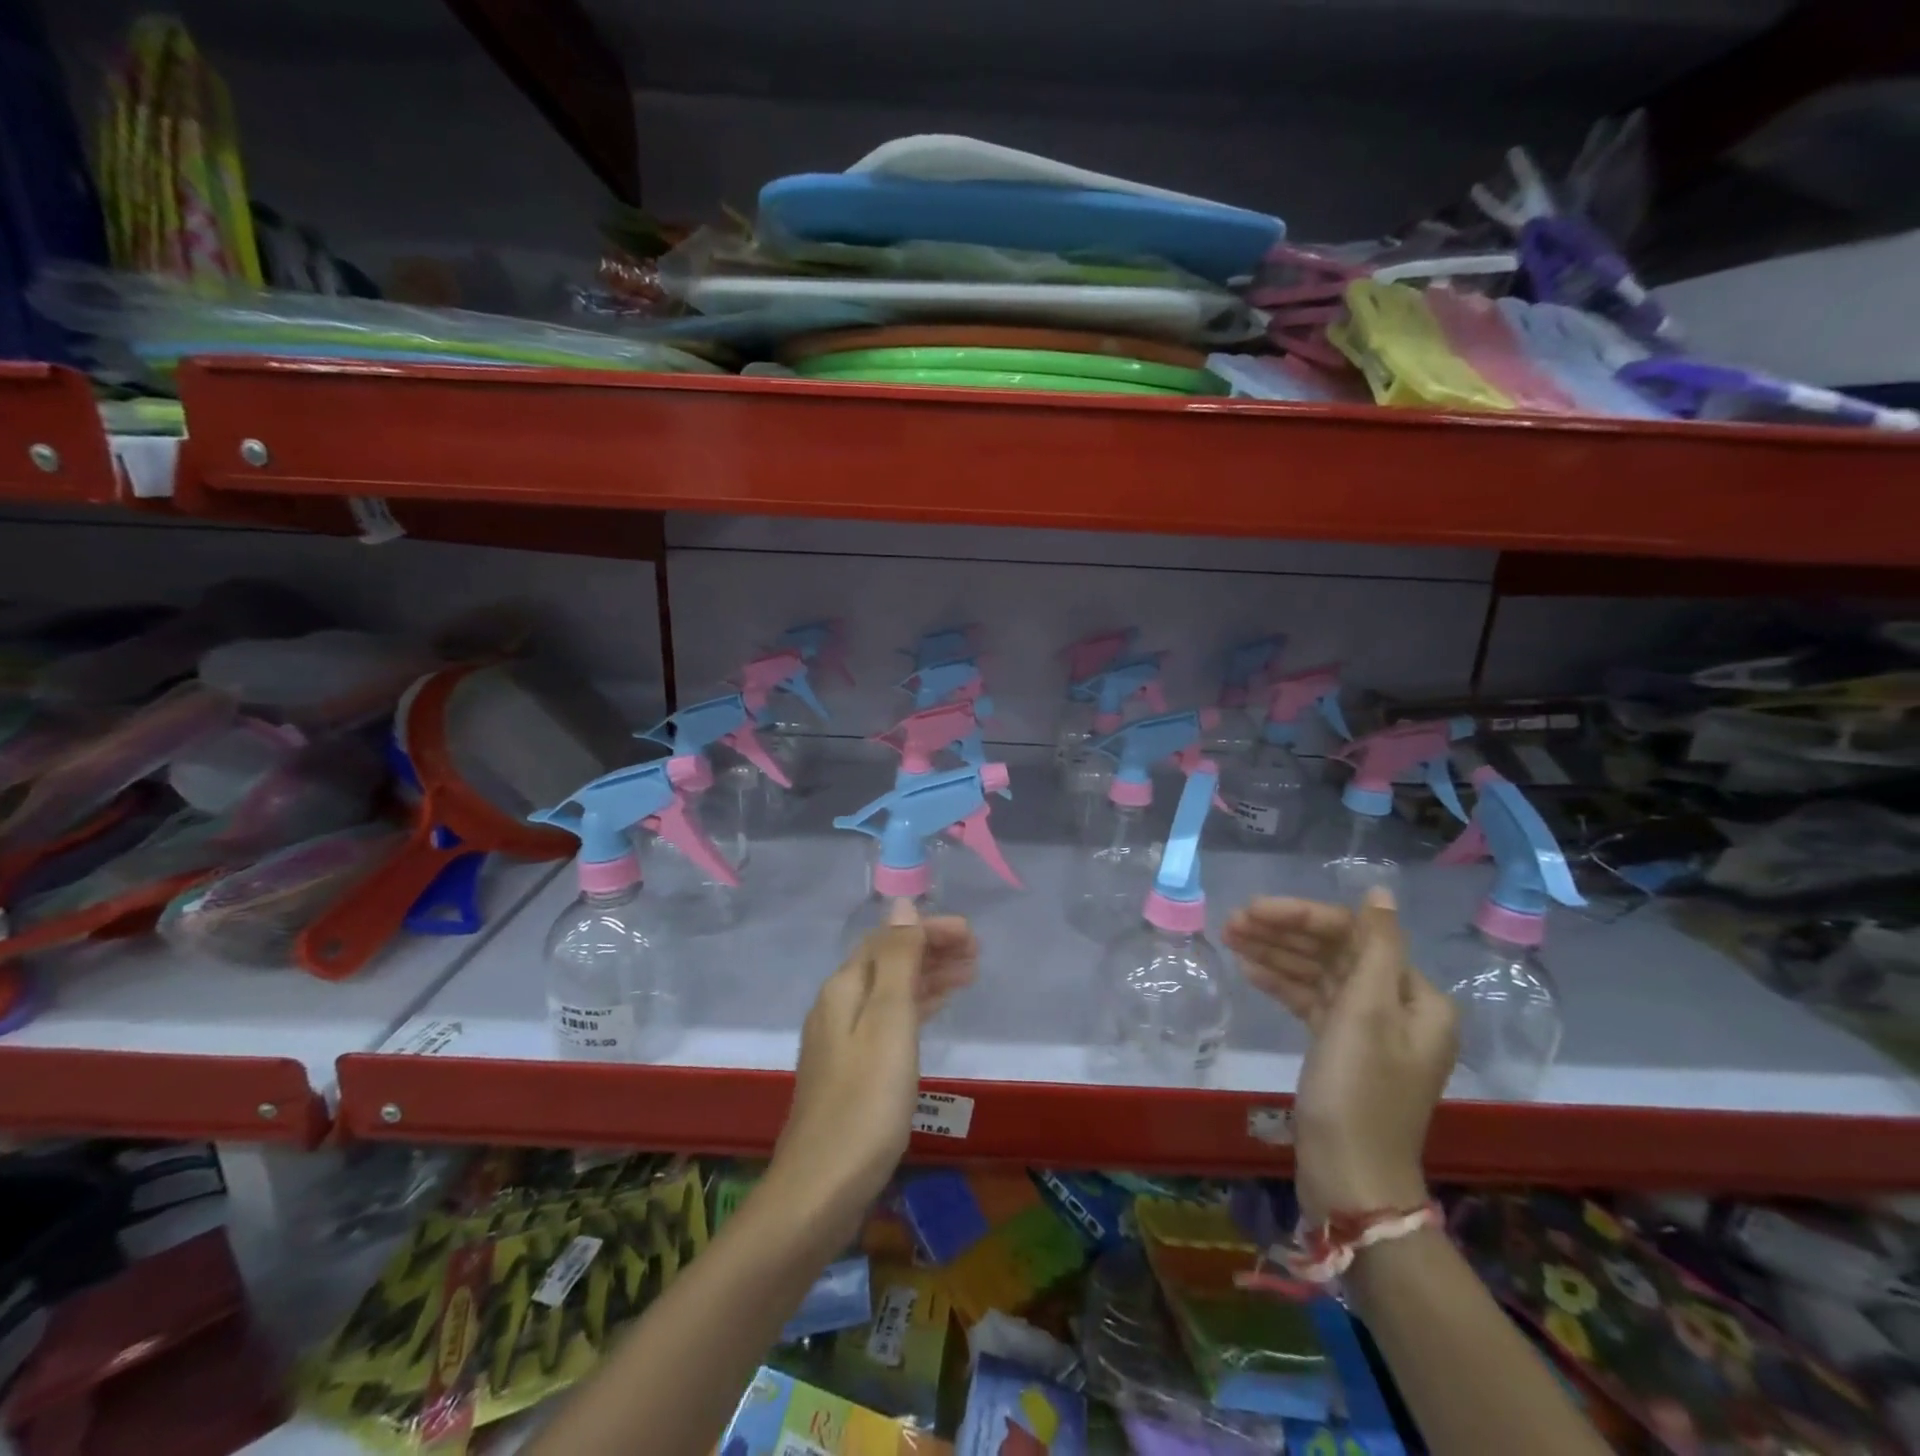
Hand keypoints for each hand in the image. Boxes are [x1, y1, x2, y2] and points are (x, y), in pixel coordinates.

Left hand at [771, 900, 977, 1220]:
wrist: (821, 1188)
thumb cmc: (866, 1101)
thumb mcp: (889, 1022)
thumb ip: (898, 961)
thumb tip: (901, 904)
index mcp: (844, 988)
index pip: (889, 939)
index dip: (928, 930)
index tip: (972, 934)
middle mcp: (838, 1005)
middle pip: (888, 962)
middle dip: (931, 950)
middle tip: (977, 953)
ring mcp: (841, 1040)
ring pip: (890, 992)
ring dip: (928, 977)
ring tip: (969, 975)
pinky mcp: (850, 1070)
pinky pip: (889, 1020)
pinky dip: (916, 1007)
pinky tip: (935, 1013)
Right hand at [1225, 887, 1456, 1223]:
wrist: (1349, 1177)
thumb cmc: (1358, 1091)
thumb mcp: (1366, 1013)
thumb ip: (1375, 946)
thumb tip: (1380, 892)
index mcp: (1416, 997)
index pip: (1355, 935)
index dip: (1302, 917)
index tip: (1253, 910)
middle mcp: (1397, 1007)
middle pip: (1335, 952)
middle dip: (1284, 934)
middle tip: (1231, 922)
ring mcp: (1368, 1030)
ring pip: (1318, 975)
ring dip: (1276, 955)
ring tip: (1229, 938)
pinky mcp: (1341, 1049)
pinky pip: (1311, 1002)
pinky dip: (1282, 985)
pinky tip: (1249, 970)